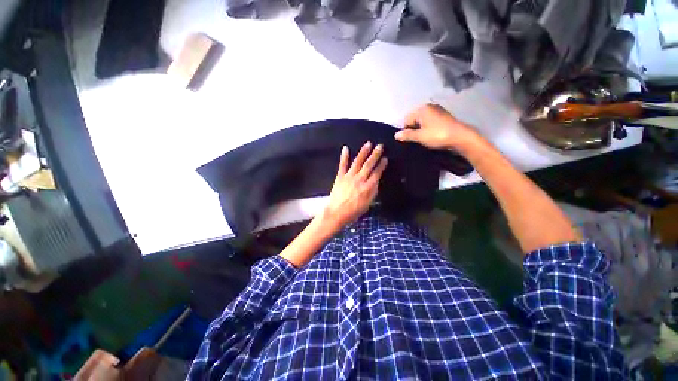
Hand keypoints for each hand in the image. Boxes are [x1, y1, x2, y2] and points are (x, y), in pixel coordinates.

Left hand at [320, 142, 387, 230]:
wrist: (337, 212)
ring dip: (363, 152)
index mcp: (368, 187)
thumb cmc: (354, 211)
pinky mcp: (340, 176)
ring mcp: (349, 176)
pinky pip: (342, 165)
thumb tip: (376, 181)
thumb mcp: (368, 204)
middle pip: (369, 165)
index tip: (385, 158)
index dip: (381, 165)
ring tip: (368, 144)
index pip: (377, 173)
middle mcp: (359, 179)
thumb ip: (373, 191)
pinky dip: (344, 156)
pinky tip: (346, 148)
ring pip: (357, 162)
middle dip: (375, 155)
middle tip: (380, 146)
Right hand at [395, 104, 482, 151]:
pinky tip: (432, 135)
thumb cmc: (437, 135)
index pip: (407, 119)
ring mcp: (438, 110)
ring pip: (423, 121)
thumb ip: (407, 135)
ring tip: (425, 138)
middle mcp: (429, 107)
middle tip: (417, 139)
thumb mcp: (420, 137)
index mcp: (422, 109)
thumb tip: (396, 135)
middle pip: (414, 119)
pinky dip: (428, 128)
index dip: (406, 130)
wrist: (460, 137)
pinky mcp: (444, 116)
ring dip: (421, 130)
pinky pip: (430, 122)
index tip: (410, 139)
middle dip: (414, 129)